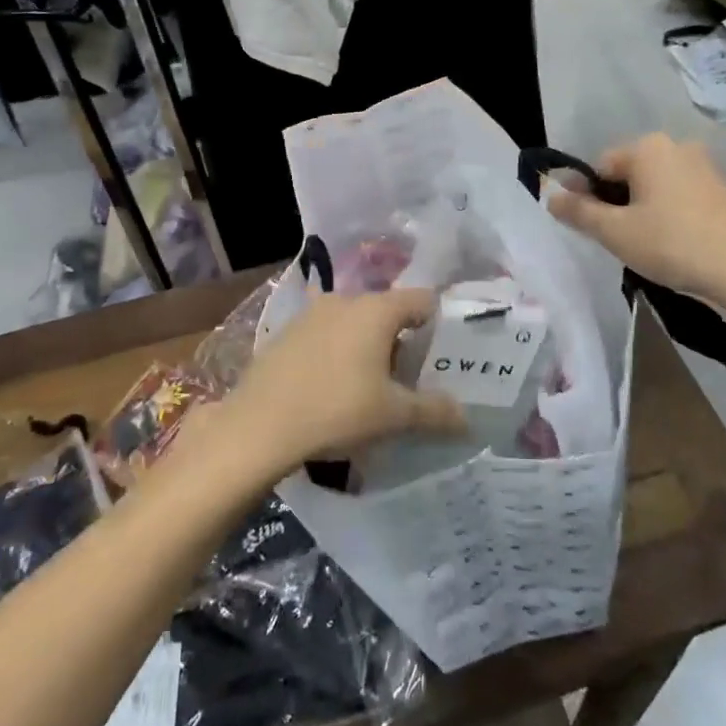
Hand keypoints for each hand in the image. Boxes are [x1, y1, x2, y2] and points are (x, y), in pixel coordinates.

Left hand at [224, 290, 465, 475]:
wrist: (258, 425)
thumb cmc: (337, 410)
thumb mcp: (394, 415)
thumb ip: (434, 411)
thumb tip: (466, 417)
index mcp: (376, 310)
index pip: (422, 300)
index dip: (439, 323)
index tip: (445, 353)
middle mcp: (344, 300)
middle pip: (386, 312)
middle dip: (402, 340)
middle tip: (412, 377)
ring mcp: (310, 314)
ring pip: (353, 323)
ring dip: (367, 346)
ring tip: (373, 386)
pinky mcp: (286, 333)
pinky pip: (325, 336)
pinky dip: (338, 353)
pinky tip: (334, 387)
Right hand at [546, 134, 725, 318]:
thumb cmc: (672, 245)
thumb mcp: (614, 232)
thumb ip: (577, 212)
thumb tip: (549, 196)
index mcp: (648, 148)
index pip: (599, 167)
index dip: (586, 197)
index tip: (587, 228)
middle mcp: (677, 148)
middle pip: (627, 175)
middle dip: (614, 204)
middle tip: (614, 239)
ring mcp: (705, 168)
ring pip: (654, 188)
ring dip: (640, 211)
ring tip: (643, 246)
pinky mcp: (723, 192)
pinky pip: (680, 198)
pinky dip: (668, 216)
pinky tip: (672, 246)